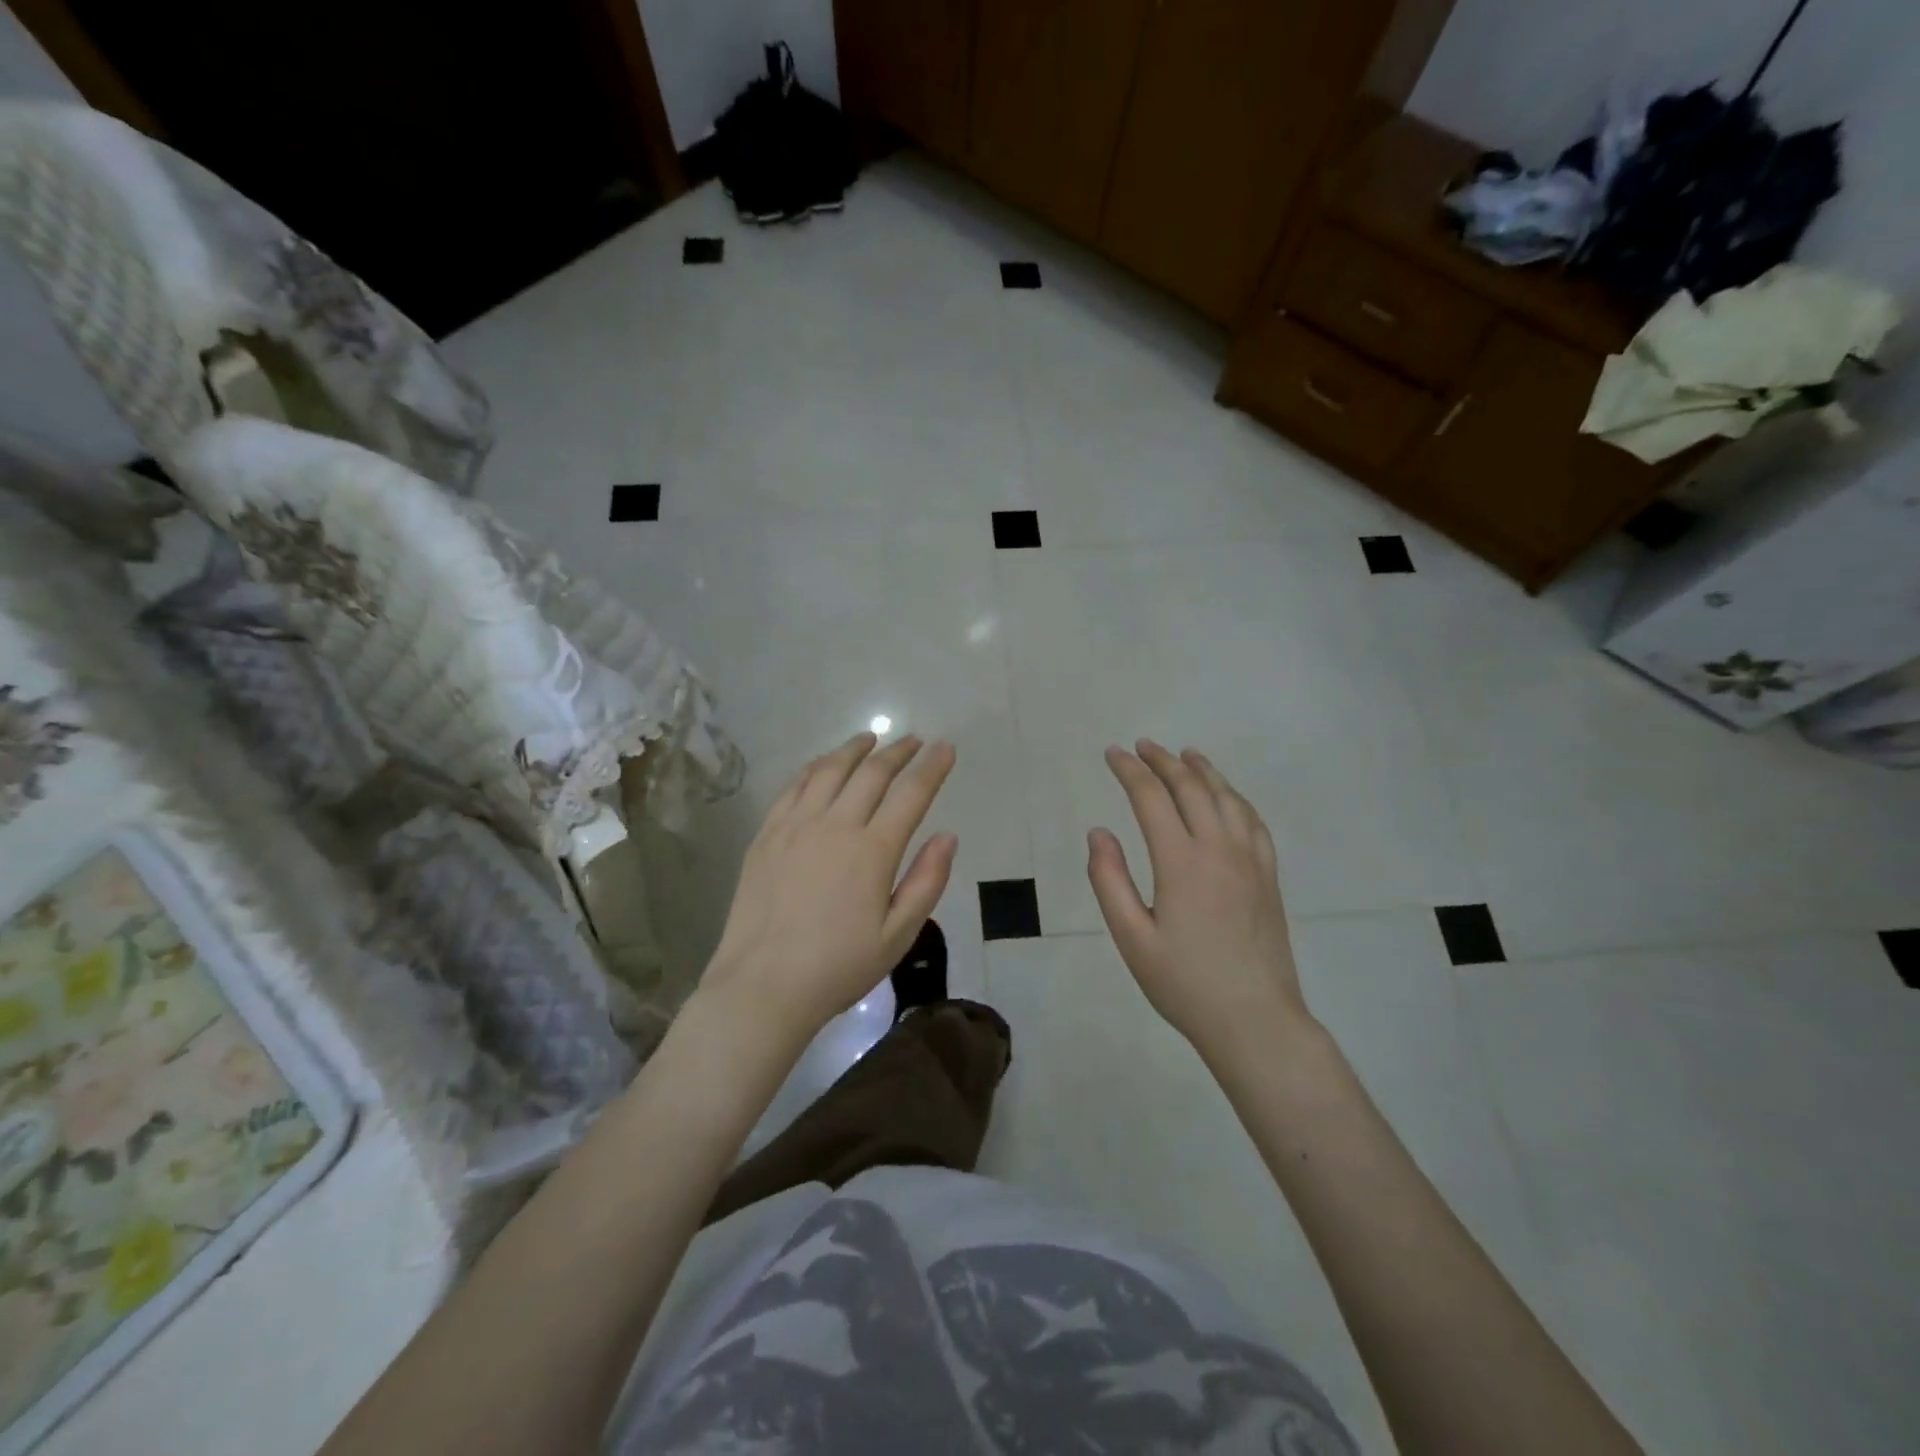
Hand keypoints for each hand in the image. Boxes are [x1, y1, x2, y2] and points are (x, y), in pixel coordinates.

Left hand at [704, 732, 957, 1039]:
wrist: (763, 985)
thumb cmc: (838, 967)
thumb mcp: (898, 935)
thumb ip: (927, 882)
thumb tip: (947, 836)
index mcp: (873, 851)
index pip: (911, 794)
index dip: (932, 767)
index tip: (945, 747)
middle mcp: (835, 825)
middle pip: (871, 773)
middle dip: (897, 752)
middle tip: (912, 740)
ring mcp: (796, 826)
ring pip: (829, 770)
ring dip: (854, 749)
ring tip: (870, 738)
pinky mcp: (767, 834)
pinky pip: (793, 786)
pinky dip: (814, 767)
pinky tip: (822, 763)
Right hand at [1088, 742, 1311, 1053]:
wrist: (1255, 1020)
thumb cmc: (1184, 983)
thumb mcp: (1132, 937)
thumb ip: (1110, 880)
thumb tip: (1099, 832)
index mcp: (1181, 861)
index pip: (1151, 798)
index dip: (1130, 770)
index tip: (1113, 753)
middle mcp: (1219, 849)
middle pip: (1191, 788)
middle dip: (1163, 761)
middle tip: (1143, 746)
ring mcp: (1250, 860)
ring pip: (1227, 797)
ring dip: (1203, 771)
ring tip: (1185, 755)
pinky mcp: (1269, 876)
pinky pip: (1253, 821)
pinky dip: (1235, 797)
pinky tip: (1228, 796)